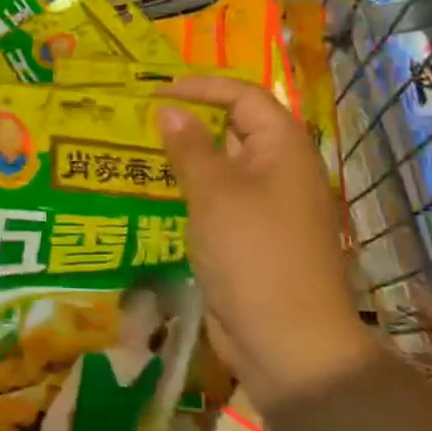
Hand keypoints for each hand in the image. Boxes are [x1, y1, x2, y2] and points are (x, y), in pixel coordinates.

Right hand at [156, 76, 374, 413]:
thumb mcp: (213, 193)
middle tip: (142, 120)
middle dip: (192, 120)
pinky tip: (161, 196)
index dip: (201, 87)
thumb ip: (189, 147)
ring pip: (226, 167)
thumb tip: (168, 109)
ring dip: (189, 158)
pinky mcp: (255, 237)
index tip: (157, 92)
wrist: (289, 343)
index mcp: (284, 147)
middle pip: (236, 128)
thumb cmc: (253, 254)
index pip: (243, 96)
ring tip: (142, 152)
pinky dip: (194, 192)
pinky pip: (222, 200)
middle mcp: (282, 169)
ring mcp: (270, 206)